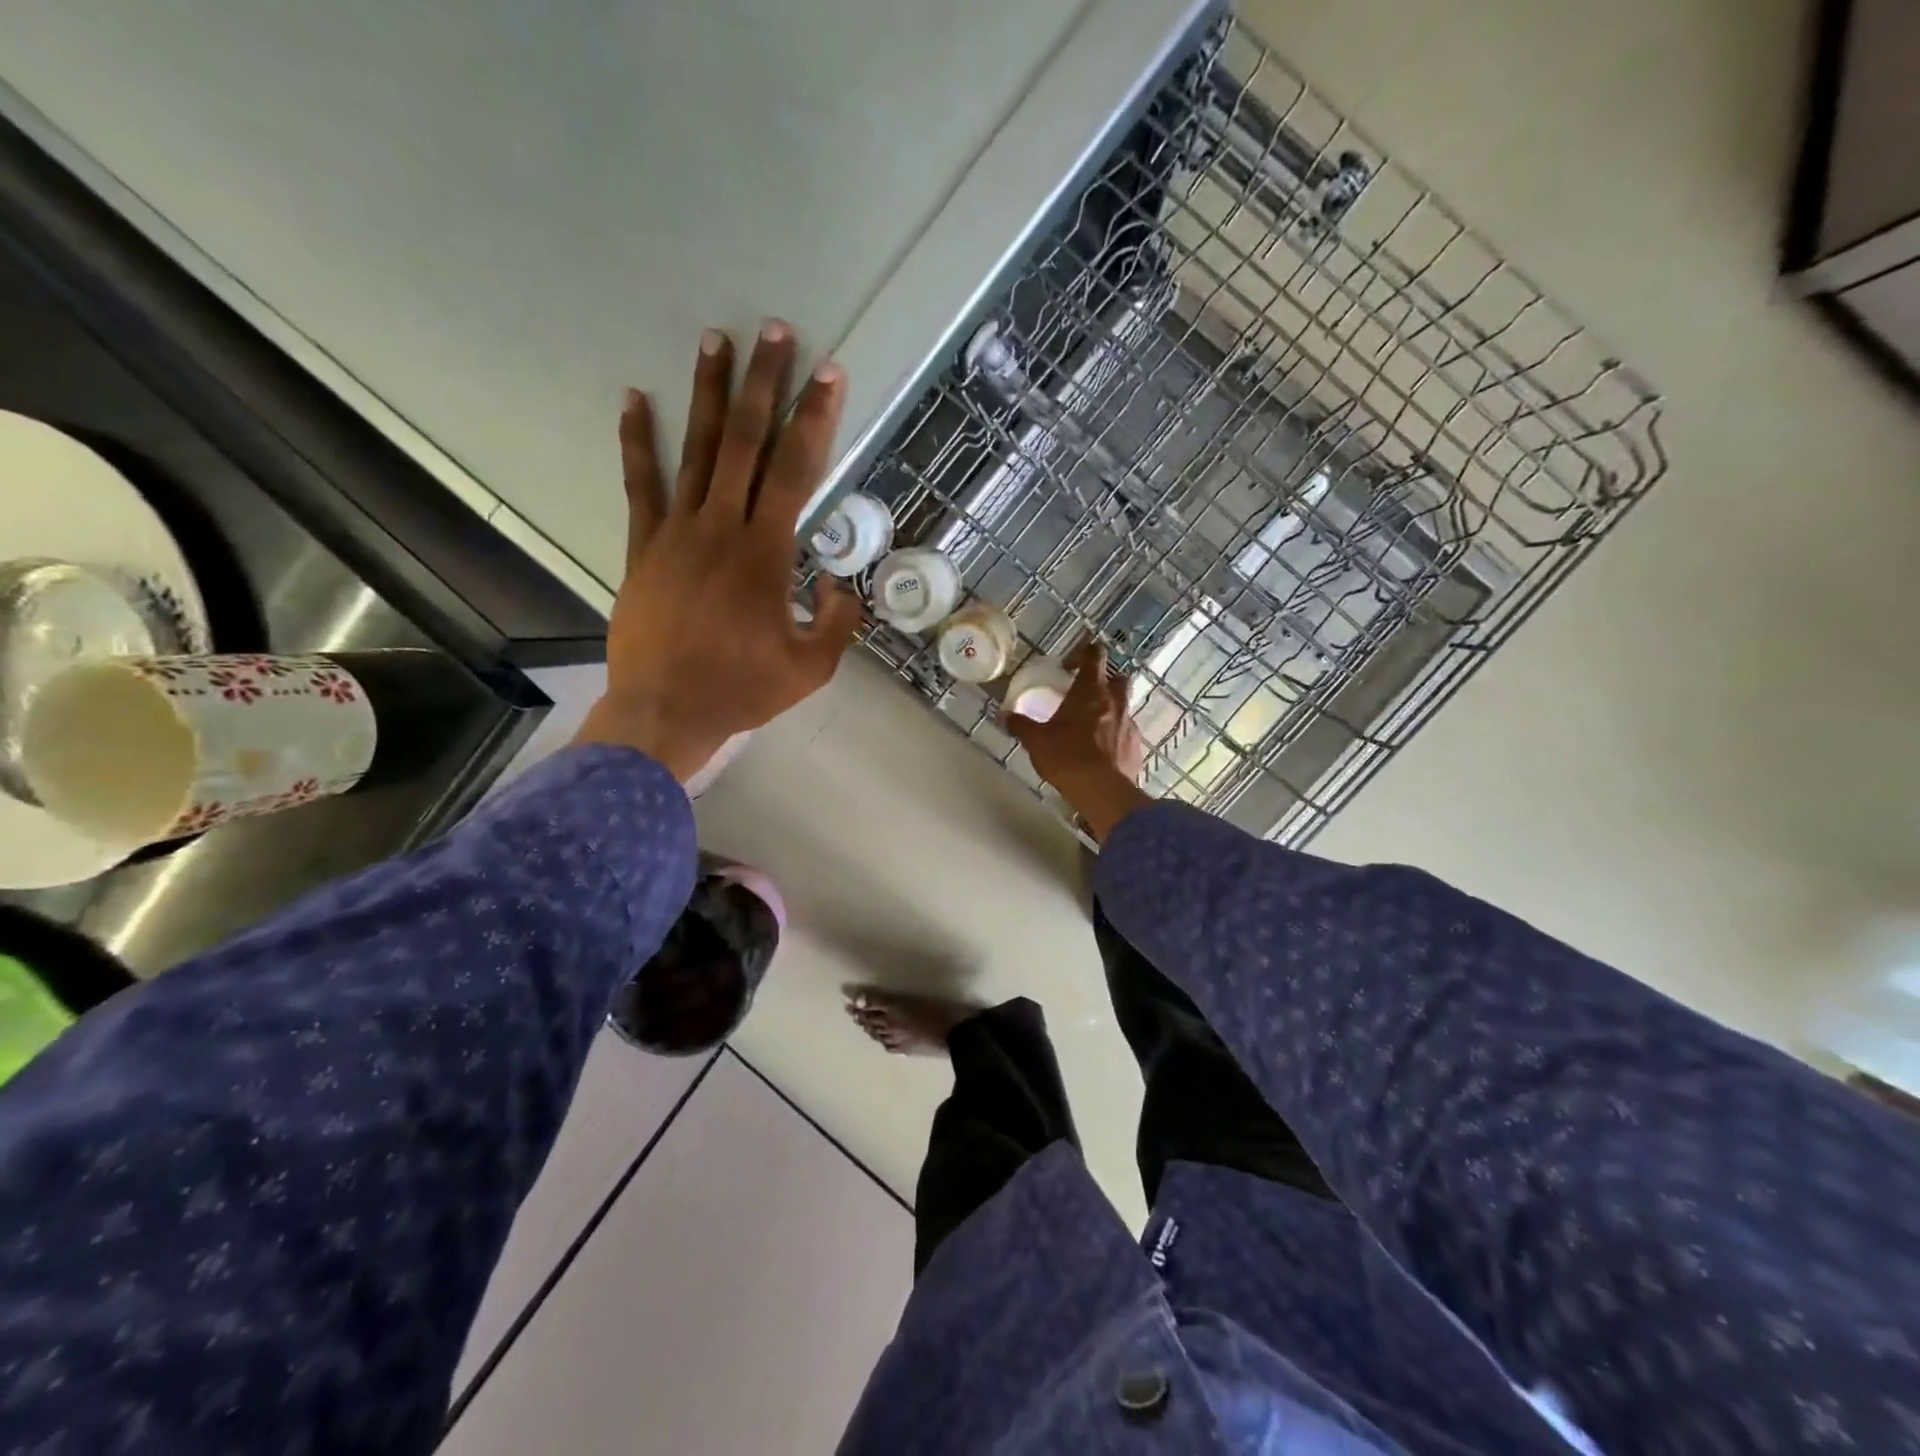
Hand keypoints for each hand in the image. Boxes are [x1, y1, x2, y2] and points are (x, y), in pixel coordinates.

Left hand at [575, 322, 861, 782]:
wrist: (666, 711)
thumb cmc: (743, 690)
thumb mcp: (811, 668)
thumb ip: (837, 623)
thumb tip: (842, 587)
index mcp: (766, 553)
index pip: (797, 471)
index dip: (815, 420)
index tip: (829, 374)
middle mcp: (722, 527)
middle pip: (747, 443)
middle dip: (765, 384)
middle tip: (775, 332)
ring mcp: (677, 532)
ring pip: (697, 451)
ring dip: (709, 394)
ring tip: (715, 340)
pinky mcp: (644, 547)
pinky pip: (640, 486)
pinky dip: (638, 442)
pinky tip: (635, 399)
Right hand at [1006, 640, 1151, 842]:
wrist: (1101, 791)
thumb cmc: (1066, 756)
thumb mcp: (1036, 741)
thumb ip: (1021, 725)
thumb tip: (1005, 716)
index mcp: (1090, 691)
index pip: (1094, 656)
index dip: (1085, 653)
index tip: (1071, 664)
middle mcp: (1114, 702)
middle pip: (1119, 678)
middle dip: (1106, 681)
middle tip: (1088, 694)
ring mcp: (1129, 724)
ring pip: (1125, 707)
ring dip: (1112, 710)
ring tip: (1093, 727)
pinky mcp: (1136, 748)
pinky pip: (1128, 734)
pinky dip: (1117, 737)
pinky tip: (1103, 753)